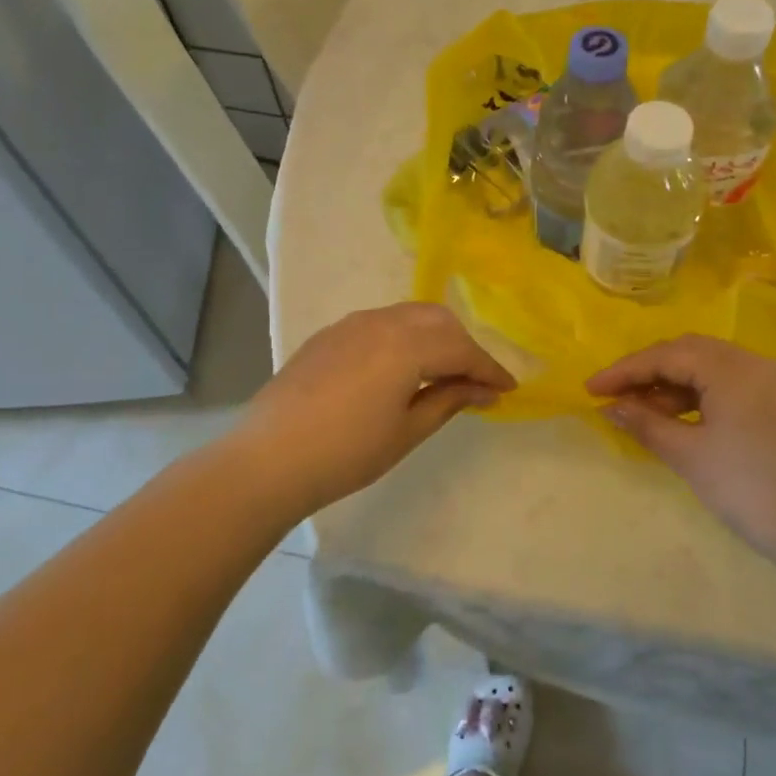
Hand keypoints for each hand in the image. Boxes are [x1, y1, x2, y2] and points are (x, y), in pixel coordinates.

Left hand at [245, 302, 515, 513]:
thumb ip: (448, 400)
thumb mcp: (407, 431)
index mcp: (406, 344)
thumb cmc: (346, 452)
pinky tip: (399, 369)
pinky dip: (403, 338)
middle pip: (438, 321)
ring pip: (408, 316)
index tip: (507, 389)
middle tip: (474, 382)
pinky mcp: (329, 335)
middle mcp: (382, 321)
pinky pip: (380, 324)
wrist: (268, 459)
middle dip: (463, 346)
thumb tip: (484, 390)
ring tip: (441, 373)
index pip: (461, 349)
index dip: (488, 369)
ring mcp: (351, 324)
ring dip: (434, 338)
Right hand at [588, 336, 775, 565]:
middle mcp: (757, 363)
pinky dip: (703, 398)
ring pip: (713, 369)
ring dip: (675, 386)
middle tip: (616, 397)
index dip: (624, 370)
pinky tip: (684, 421)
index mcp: (732, 368)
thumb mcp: (691, 456)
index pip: (666, 355)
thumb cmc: (751, 490)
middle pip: (690, 353)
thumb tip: (611, 405)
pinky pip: (734, 387)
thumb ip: (646, 423)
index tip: (590, 389)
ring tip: (644, 414)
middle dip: (649, 372)